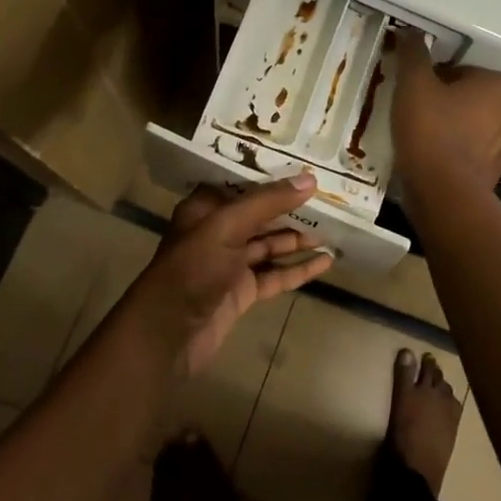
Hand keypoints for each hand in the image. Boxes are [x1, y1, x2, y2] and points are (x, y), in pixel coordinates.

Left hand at [122, 176, 334, 376]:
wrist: (167, 335)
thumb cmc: (191, 270)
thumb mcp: (227, 227)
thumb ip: (267, 203)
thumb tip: (310, 179)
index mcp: (205, 209)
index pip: (242, 183)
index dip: (271, 174)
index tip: (304, 165)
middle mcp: (218, 232)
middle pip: (260, 214)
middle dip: (291, 207)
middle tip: (328, 197)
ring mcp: (230, 264)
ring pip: (270, 245)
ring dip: (299, 239)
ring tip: (334, 230)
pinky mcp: (242, 292)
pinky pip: (275, 274)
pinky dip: (298, 268)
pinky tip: (324, 263)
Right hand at [391, 31, 500, 202]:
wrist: (442, 192)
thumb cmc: (432, 129)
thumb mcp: (414, 83)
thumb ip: (413, 53)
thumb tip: (409, 31)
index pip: (460, 70)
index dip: (432, 79)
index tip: (414, 92)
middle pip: (467, 97)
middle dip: (443, 101)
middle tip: (413, 111)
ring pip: (469, 124)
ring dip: (447, 126)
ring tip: (417, 135)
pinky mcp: (494, 172)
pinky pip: (468, 151)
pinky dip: (451, 150)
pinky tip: (428, 156)